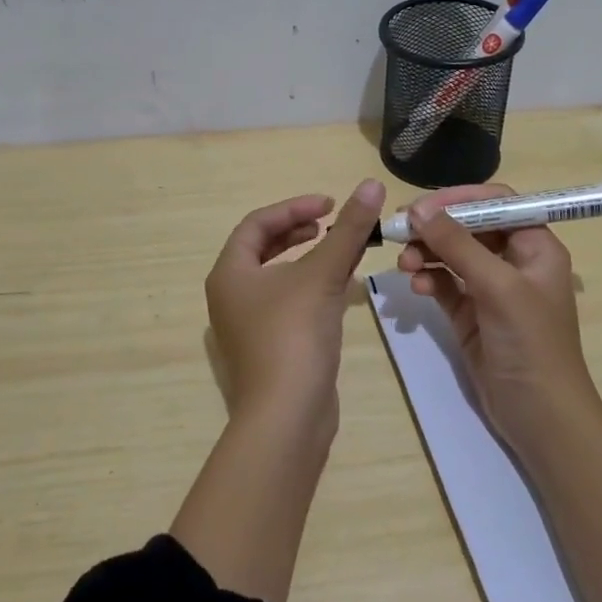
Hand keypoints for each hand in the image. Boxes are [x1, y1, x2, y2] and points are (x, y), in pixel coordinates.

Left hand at [205, 179, 386, 434]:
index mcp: (230, 273)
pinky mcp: (269, 348)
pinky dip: (311, 287)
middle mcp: (231, 296)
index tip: (330, 205)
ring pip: (277, 276)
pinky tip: (340, 289)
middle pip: (262, 248)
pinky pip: (288, 303)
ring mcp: (248, 325)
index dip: (294, 207)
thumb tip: (372, 184)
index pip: (257, 224)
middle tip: (330, 223)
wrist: (287, 417)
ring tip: (339, 250)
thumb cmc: (294, 335)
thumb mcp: (323, 274)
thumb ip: (347, 229)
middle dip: (297, 230)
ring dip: (307, 258)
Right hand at [396, 183, 601, 455]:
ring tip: (404, 264)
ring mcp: (490, 289)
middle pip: (468, 226)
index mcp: (535, 247)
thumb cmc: (531, 344)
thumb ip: (458, 245)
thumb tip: (419, 210)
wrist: (541, 418)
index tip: (423, 207)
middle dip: (436, 227)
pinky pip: (444, 284)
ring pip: (451, 254)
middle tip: (401, 231)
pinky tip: (416, 287)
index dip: (460, 199)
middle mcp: (514, 261)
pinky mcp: (470, 314)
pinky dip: (428, 280)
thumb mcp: (498, 288)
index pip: (497, 203)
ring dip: (426, 253)